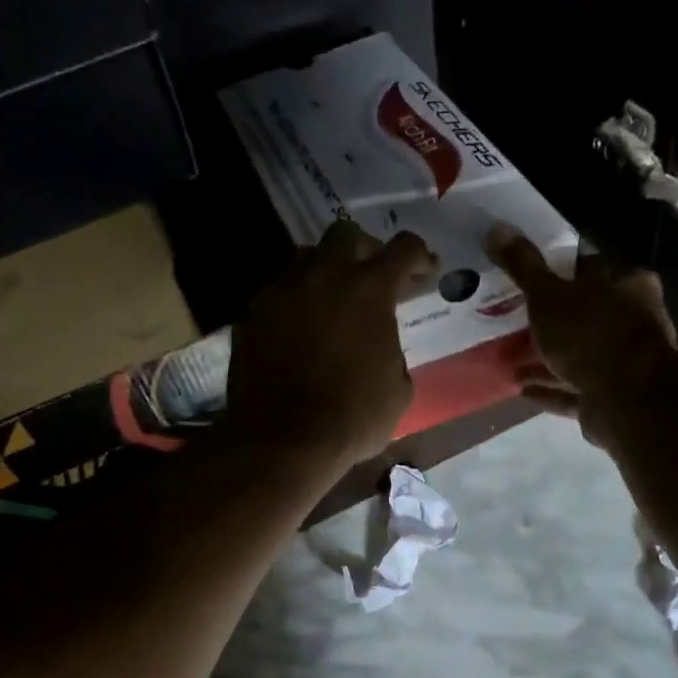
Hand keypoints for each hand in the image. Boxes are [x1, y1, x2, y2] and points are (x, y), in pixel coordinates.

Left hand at [226, 220, 435, 469]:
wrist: (282, 441)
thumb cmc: (352, 418)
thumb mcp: (398, 390)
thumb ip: (393, 351)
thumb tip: (380, 345)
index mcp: (368, 289)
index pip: (403, 249)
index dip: (419, 256)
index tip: (425, 270)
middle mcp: (323, 276)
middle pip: (346, 236)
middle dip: (366, 250)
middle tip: (374, 277)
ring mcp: (281, 292)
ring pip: (305, 258)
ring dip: (325, 271)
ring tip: (332, 299)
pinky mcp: (251, 315)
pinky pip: (277, 293)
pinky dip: (294, 301)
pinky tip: (299, 328)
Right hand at [487, 223, 677, 448]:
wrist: (627, 399)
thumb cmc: (589, 335)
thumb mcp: (547, 295)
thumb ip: (523, 266)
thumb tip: (496, 228)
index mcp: (625, 284)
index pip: (588, 269)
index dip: (556, 273)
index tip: (527, 281)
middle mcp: (631, 319)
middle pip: (583, 314)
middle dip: (549, 320)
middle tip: (513, 320)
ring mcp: (624, 360)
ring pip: (578, 354)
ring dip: (546, 358)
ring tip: (510, 358)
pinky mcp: (613, 396)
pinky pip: (574, 389)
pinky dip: (550, 387)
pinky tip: (520, 388)